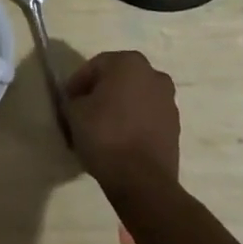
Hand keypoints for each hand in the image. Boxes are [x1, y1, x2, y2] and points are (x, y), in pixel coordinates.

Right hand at [65, 51, 180, 195]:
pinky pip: (147, 118)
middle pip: (118, 80)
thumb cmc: (105, 135)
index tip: (67, 102)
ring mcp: (169, 102)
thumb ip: (74, 99)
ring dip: (119, 108)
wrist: (142, 181)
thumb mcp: (73, 111)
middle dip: (100, 93)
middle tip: (83, 112)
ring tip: (101, 129)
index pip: (94, 66)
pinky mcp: (175, 128)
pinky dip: (133, 123)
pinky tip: (119, 141)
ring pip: (134, 98)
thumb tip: (78, 102)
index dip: (77, 84)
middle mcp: (153, 75)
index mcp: (128, 62)